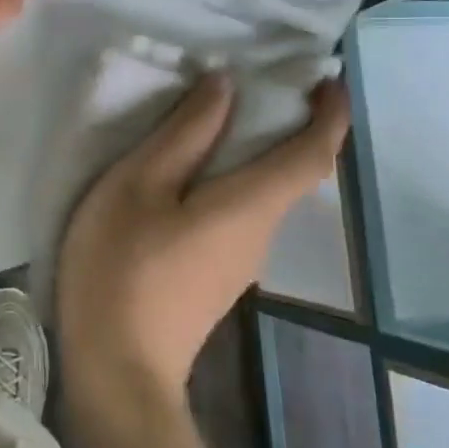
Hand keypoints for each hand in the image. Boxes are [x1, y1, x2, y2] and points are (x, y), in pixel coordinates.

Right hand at [59, 74, 351, 402]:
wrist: (117, 369)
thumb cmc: (122, 268)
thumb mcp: (138, 187)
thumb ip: (184, 136)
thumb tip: (226, 86)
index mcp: (250, 205)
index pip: (313, 153)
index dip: (331, 114)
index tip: (329, 78)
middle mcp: (260, 234)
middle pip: (291, 174)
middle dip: (287, 127)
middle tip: (253, 86)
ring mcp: (239, 263)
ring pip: (262, 196)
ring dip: (254, 155)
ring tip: (212, 122)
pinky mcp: (215, 279)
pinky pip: (238, 216)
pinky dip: (231, 183)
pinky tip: (188, 180)